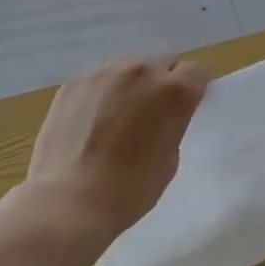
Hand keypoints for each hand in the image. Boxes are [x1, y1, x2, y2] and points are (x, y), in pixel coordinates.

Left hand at [21, 55, 209, 244]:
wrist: (69, 201)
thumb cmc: (130, 189)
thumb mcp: (170, 159)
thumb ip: (172, 124)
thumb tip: (162, 115)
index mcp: (174, 91)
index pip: (196, 72)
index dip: (192, 90)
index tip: (184, 110)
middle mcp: (141, 71)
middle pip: (163, 63)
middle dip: (163, 83)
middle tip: (151, 115)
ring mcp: (103, 73)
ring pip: (129, 68)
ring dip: (131, 85)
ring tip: (117, 117)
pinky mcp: (73, 82)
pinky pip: (99, 79)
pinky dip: (102, 94)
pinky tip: (90, 123)